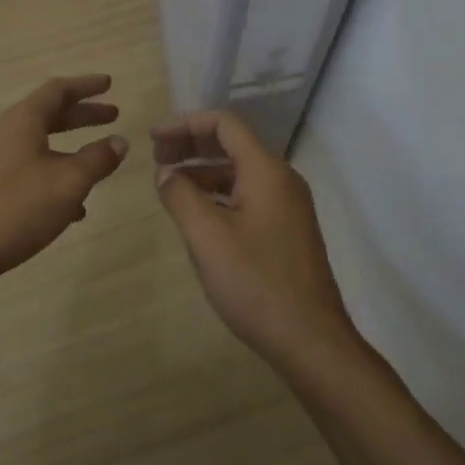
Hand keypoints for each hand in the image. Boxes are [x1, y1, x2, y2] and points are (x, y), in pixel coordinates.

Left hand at [0, 75, 128, 287]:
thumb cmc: (16, 207)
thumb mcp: (68, 183)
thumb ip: (96, 159)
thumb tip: (119, 141)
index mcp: (23, 121)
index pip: (58, 90)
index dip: (86, 85)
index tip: (109, 83)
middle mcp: (6, 133)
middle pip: (49, 114)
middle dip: (82, 115)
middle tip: (113, 115)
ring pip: (40, 145)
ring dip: (71, 148)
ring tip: (98, 162)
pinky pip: (30, 171)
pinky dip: (55, 176)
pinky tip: (73, 207)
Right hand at [153, 110, 359, 369]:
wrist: (311, 341)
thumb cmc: (255, 283)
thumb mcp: (207, 236)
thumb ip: (181, 195)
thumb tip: (166, 172)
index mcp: (266, 171)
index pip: (225, 124)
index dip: (185, 124)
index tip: (153, 138)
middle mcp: (281, 180)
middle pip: (232, 144)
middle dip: (191, 144)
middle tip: (155, 157)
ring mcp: (287, 207)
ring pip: (239, 172)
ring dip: (202, 170)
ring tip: (168, 184)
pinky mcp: (286, 231)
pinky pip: (247, 196)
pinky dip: (218, 194)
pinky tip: (196, 213)